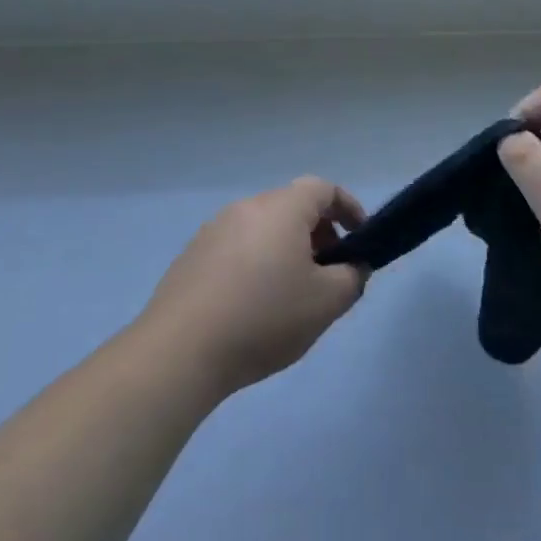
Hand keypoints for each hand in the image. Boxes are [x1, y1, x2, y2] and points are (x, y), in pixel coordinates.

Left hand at [140, 177, 368, 397]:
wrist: (180, 352)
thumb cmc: (264, 318)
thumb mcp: (327, 302)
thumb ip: (353, 277)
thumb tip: (352, 266)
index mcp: (281, 209)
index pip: (323, 189)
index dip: (348, 207)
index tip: (360, 237)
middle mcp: (246, 208)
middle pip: (292, 207)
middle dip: (319, 233)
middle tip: (329, 272)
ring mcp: (213, 230)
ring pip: (263, 228)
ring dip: (286, 249)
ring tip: (292, 293)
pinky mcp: (191, 257)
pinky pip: (237, 248)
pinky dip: (257, 263)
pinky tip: (253, 305)